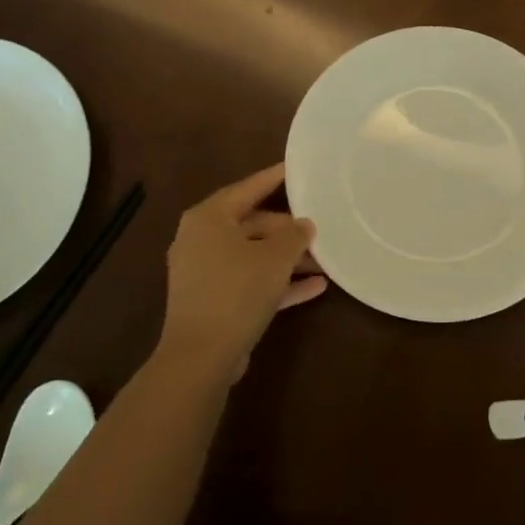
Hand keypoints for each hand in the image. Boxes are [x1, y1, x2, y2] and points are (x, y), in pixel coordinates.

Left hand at [159, 163, 326, 383]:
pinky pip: (249, 283)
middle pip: (251, 225)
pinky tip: (315, 288)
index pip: (247, 188)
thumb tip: (304, 225)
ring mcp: (205, 273)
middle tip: (319, 228)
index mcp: (209, 218)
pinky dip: (277, 283)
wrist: (202, 355)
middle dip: (287, 231)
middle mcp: (201, 239)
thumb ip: (294, 236)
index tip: (297, 169)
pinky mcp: (212, 302)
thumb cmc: (237, 290)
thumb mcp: (275, 258)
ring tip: (324, 261)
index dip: (274, 178)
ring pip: (252, 256)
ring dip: (287, 260)